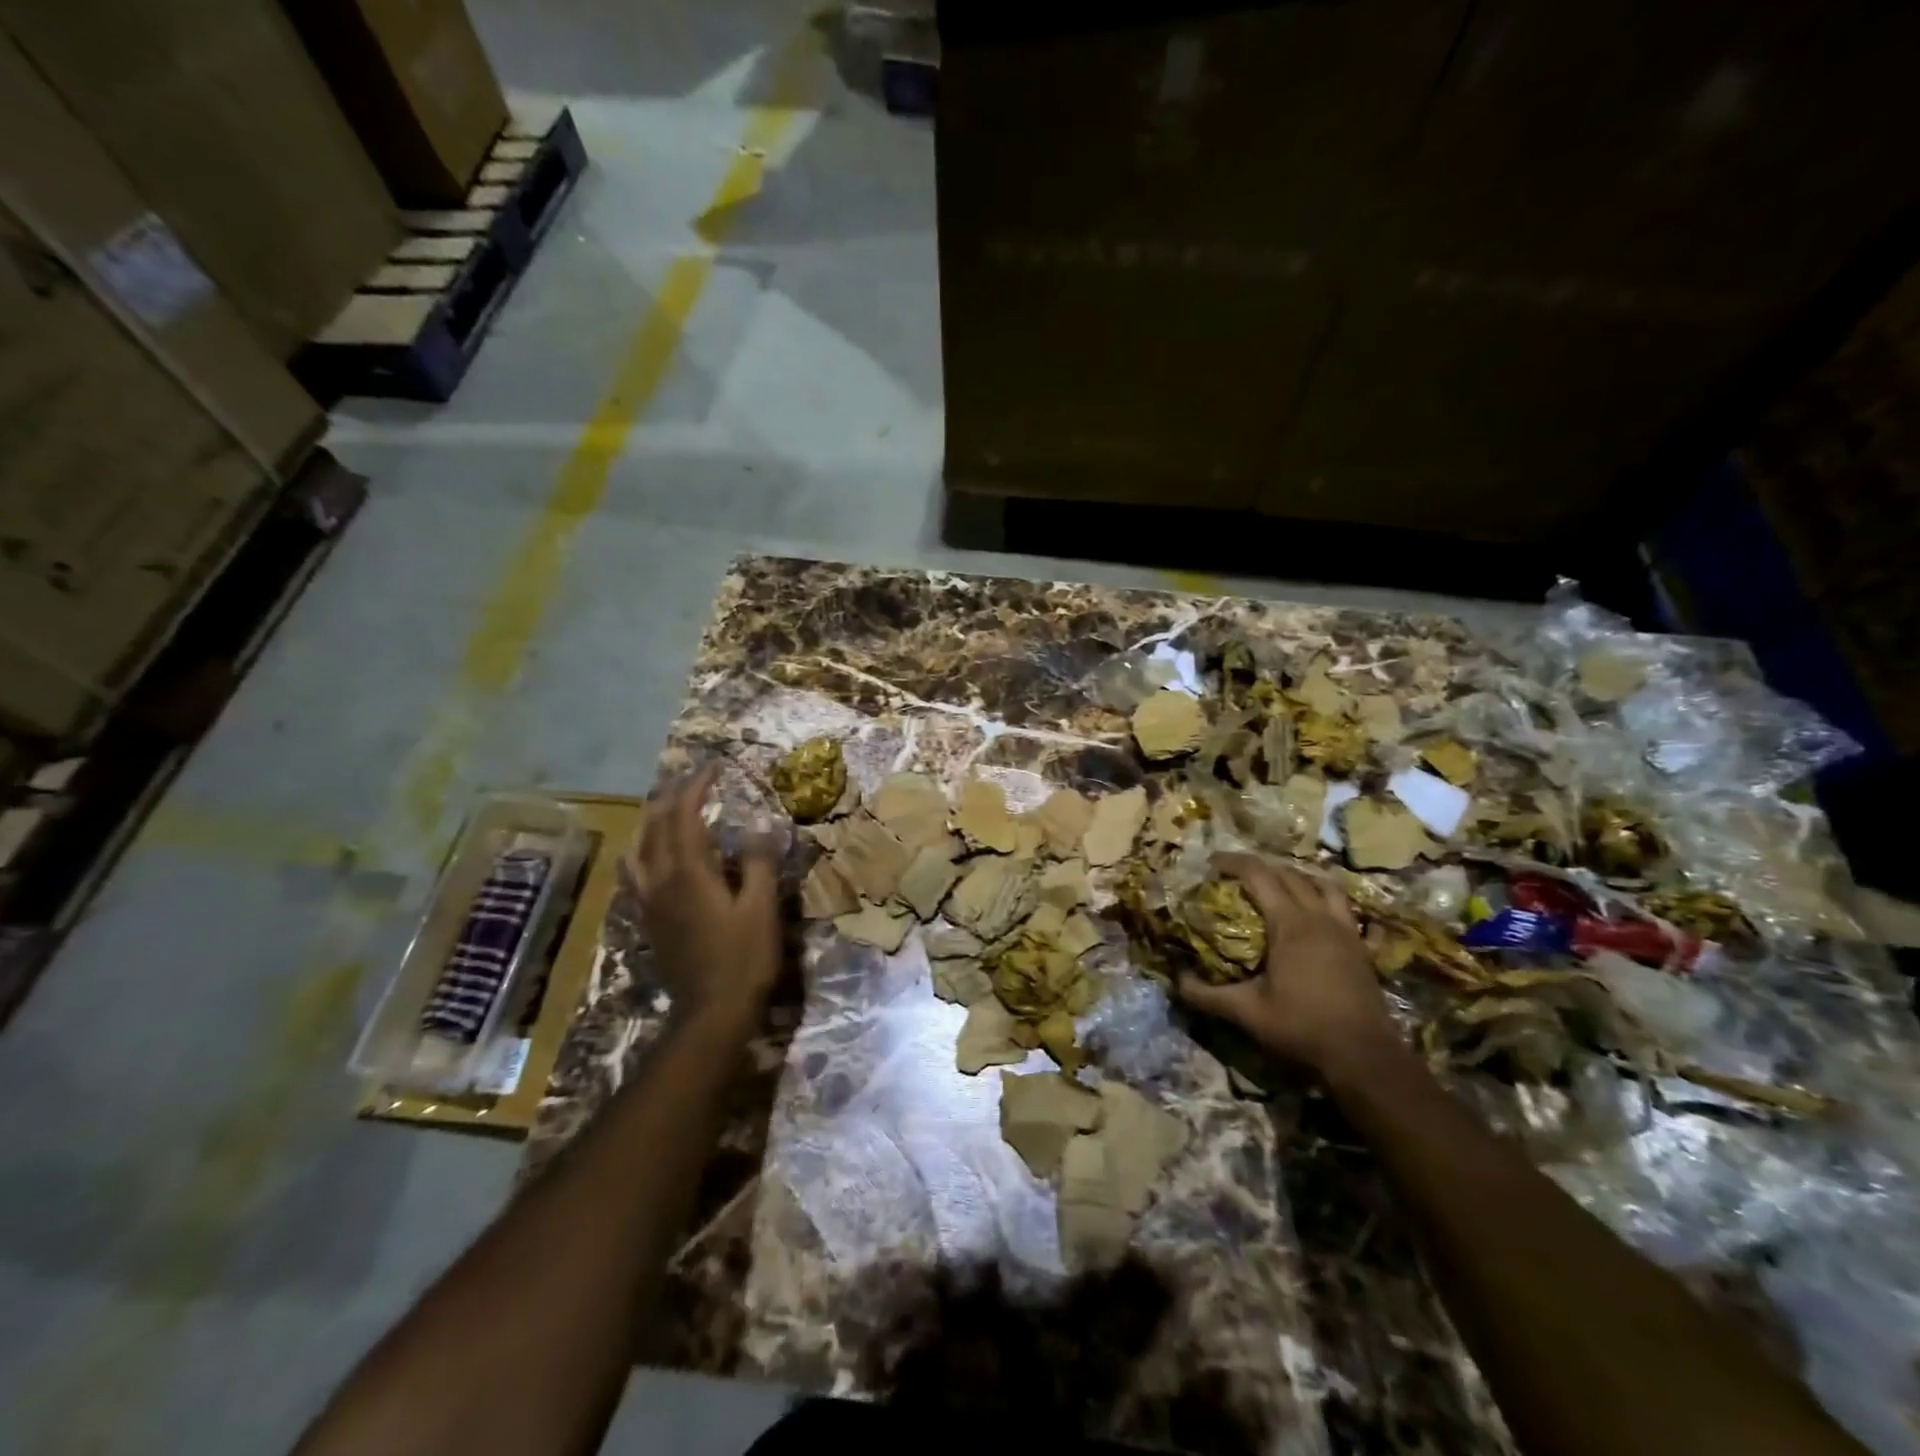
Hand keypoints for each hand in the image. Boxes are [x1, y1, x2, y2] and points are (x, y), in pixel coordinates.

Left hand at [632, 764, 781, 1035]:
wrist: (710, 1013)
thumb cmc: (743, 959)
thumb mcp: (762, 909)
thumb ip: (759, 864)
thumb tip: (760, 829)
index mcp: (689, 872)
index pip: (684, 815)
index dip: (697, 786)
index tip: (714, 766)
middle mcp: (660, 880)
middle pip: (656, 825)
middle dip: (673, 795)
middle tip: (695, 779)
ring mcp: (648, 902)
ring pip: (638, 847)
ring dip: (652, 820)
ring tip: (669, 808)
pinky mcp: (647, 920)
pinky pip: (634, 874)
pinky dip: (642, 850)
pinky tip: (652, 856)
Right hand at [1178, 853, 1397, 1076]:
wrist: (1364, 1057)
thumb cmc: (1302, 1028)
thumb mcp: (1246, 1012)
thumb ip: (1207, 995)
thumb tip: (1175, 980)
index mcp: (1290, 924)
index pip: (1259, 875)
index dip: (1233, 862)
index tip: (1212, 863)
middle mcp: (1319, 918)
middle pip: (1289, 874)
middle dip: (1261, 868)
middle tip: (1238, 876)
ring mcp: (1346, 931)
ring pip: (1324, 885)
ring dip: (1299, 878)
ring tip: (1279, 886)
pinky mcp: (1362, 947)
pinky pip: (1345, 909)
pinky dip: (1327, 900)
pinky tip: (1319, 915)